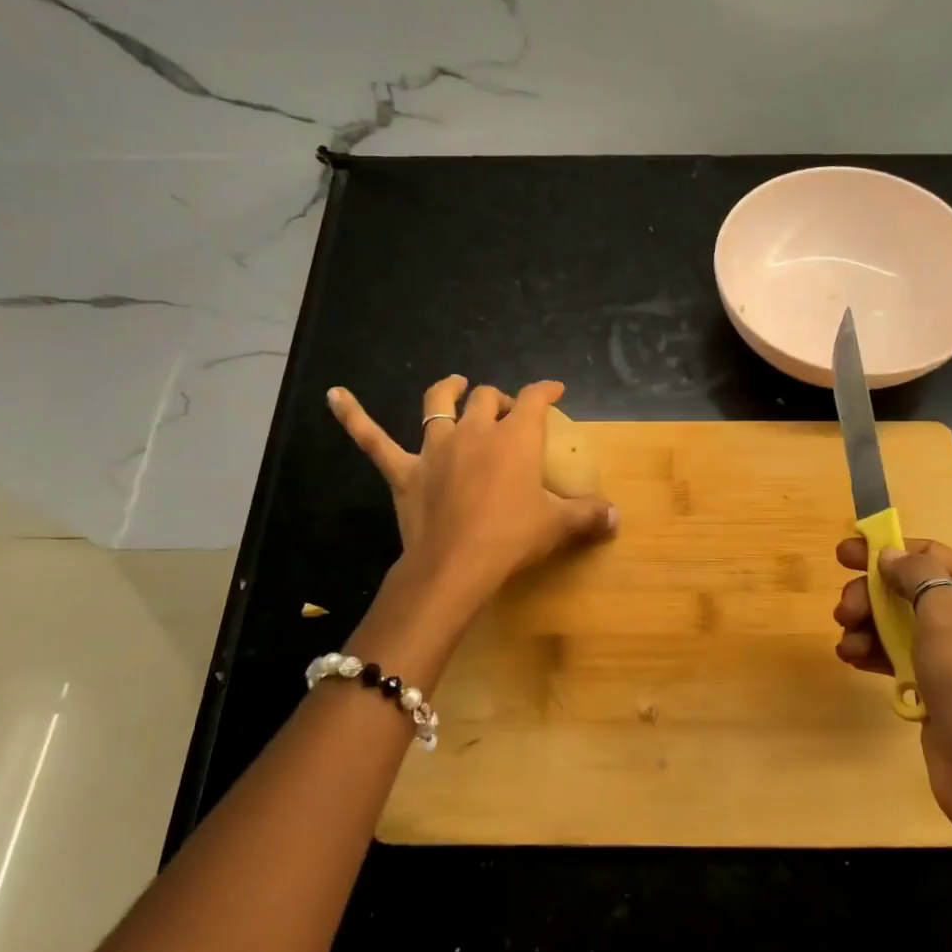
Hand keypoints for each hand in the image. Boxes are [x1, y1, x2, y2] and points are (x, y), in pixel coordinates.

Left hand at [329, 376, 618, 608]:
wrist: (456, 567)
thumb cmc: (511, 539)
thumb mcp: (557, 526)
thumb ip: (589, 516)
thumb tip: (618, 517)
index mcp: (514, 437)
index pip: (534, 399)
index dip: (545, 389)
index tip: (555, 390)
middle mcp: (474, 431)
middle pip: (488, 399)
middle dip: (500, 399)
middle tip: (509, 412)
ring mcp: (435, 448)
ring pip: (438, 404)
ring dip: (448, 390)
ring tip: (457, 384)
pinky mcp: (404, 472)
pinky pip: (373, 440)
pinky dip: (353, 416)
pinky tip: (333, 394)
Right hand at [833, 537, 951, 853]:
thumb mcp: (946, 617)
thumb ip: (917, 575)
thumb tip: (889, 554)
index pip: (928, 553)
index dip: (885, 549)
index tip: (841, 554)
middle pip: (906, 587)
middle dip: (869, 594)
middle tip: (843, 612)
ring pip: (895, 621)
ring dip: (865, 626)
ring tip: (848, 644)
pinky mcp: (934, 684)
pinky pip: (895, 653)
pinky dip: (871, 651)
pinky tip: (853, 660)